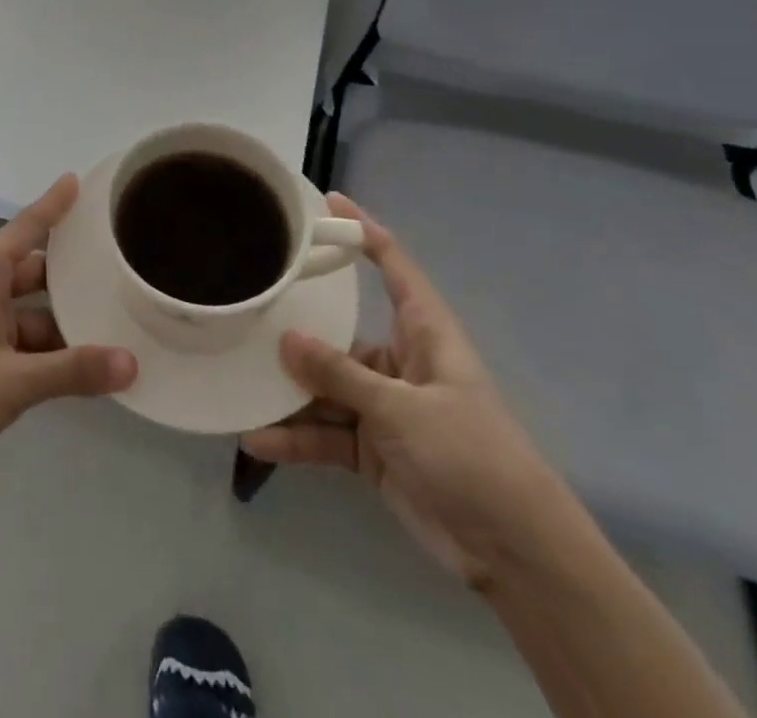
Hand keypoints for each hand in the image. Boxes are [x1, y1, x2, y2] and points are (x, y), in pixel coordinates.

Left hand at [0, 175, 136, 495]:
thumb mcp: (13, 383)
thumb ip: (73, 371)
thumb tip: (132, 363)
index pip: (28, 227)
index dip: (55, 204)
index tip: (79, 179)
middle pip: (38, 269)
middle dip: (75, 272)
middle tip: (122, 262)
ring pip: (35, 307)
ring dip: (67, 318)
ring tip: (118, 318)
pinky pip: (26, 335)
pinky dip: (52, 346)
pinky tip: (87, 361)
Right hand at [242, 194, 581, 590]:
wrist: (516, 554)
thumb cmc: (472, 456)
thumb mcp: (403, 410)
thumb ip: (341, 375)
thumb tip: (285, 339)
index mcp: (424, 333)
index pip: (393, 266)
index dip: (363, 230)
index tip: (326, 202)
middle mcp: (399, 361)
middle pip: (340, 331)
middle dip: (298, 324)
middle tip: (249, 302)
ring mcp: (384, 406)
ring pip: (325, 385)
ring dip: (289, 390)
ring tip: (240, 378)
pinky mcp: (373, 448)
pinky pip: (326, 432)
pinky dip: (296, 437)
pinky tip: (258, 438)